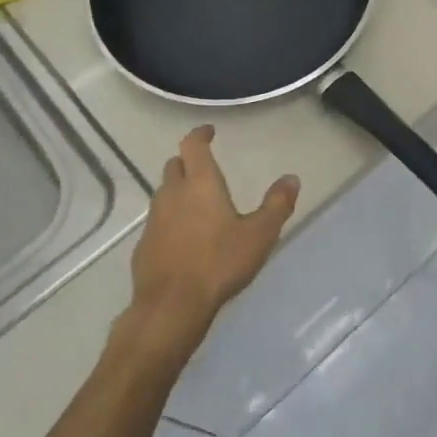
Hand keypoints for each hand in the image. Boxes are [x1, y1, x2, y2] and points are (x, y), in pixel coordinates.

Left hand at [126, 126, 298, 359]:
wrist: (171, 305)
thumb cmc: (219, 263)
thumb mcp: (259, 235)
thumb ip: (277, 205)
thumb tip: (292, 178)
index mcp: (200, 183)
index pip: (193, 146)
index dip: (200, 135)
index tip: (208, 131)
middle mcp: (172, 194)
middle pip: (174, 166)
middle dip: (188, 162)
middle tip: (204, 168)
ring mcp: (154, 220)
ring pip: (164, 194)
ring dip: (178, 191)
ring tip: (197, 204)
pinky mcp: (144, 245)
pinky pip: (158, 222)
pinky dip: (171, 220)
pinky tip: (184, 239)